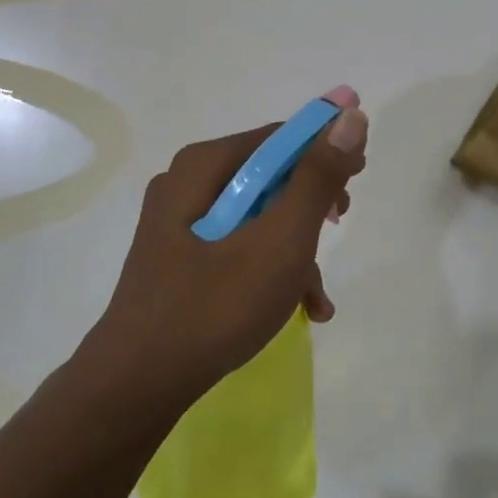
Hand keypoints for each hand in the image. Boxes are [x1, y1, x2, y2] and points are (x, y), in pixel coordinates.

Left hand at [84, 90, 368, 407]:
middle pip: (267, 176)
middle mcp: (187, 184)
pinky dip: (269, 269)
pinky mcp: (179, 258)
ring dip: (295, 250)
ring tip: (317, 297)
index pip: (278, 137)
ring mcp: (179, 224)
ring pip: (256, 217)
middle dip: (311, 205)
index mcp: (203, 166)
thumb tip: (349, 114)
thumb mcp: (280, 240)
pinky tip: (298, 308)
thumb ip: (317, 177)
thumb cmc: (215, 305)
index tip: (358, 177)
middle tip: (340, 222)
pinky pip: (236, 247)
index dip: (325, 150)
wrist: (139, 383)